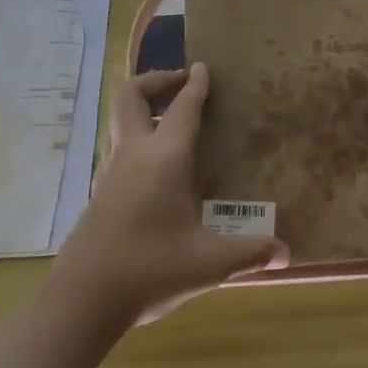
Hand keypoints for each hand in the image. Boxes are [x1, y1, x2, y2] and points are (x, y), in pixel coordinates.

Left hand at [52, 63, 289, 325]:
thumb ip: (249, 252)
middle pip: (131, 96)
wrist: (82, 300)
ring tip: (170, 119)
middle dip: (156, 81)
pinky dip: (137, 137)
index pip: (182, 108)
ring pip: (119, 120)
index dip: (196, 85)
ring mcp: (110, 172)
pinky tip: (157, 167)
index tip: (204, 67)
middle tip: (182, 84)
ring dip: (143, 108)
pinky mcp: (99, 193)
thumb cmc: (149, 270)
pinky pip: (118, 147)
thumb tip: (286, 255)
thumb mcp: (208, 263)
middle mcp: (133, 155)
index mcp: (164, 159)